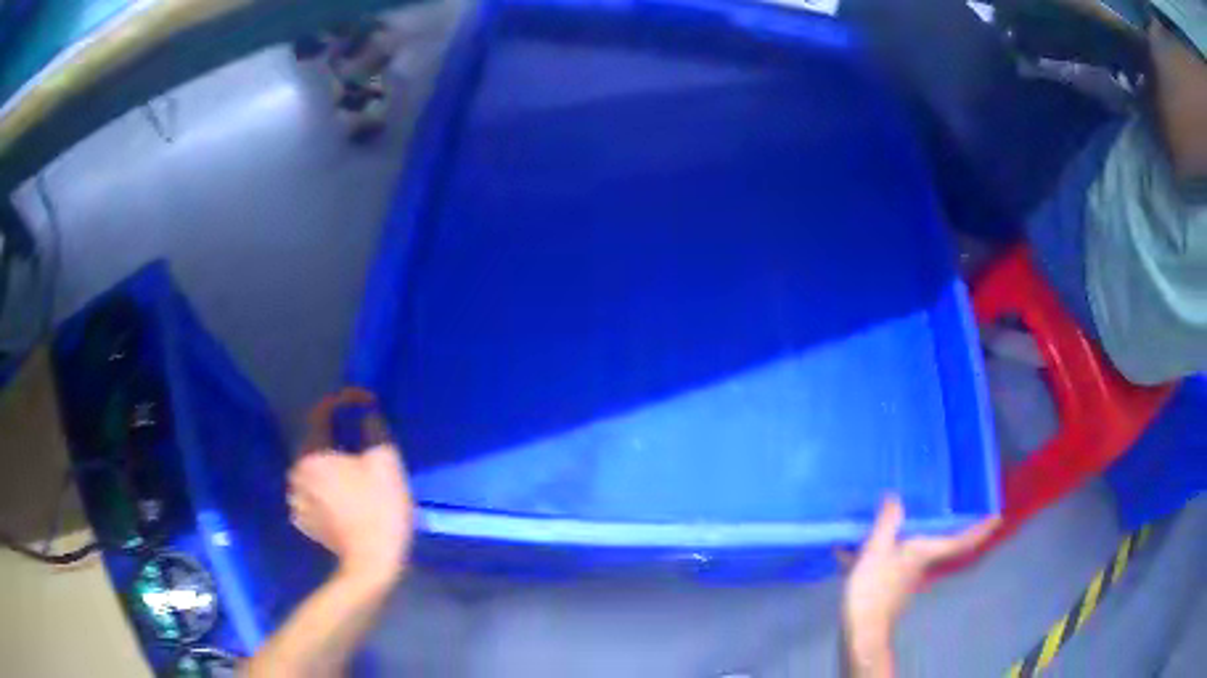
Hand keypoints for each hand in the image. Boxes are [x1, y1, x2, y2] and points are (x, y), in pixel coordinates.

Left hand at [288, 389, 413, 586]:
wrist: (372, 563)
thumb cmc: (379, 509)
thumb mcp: (385, 461)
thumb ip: (374, 428)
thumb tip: (367, 412)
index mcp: (311, 455)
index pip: (321, 413)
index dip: (343, 401)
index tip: (364, 402)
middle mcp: (296, 473)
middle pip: (315, 442)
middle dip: (337, 436)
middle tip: (361, 440)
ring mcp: (297, 500)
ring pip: (312, 469)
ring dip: (330, 463)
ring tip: (353, 470)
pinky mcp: (304, 521)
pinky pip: (312, 492)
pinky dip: (325, 487)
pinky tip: (344, 496)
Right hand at [840, 496, 998, 665]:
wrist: (861, 629)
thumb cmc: (874, 589)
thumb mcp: (877, 550)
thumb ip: (887, 523)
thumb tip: (895, 498)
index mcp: (924, 552)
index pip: (961, 540)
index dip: (980, 529)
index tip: (997, 517)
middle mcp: (921, 564)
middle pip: (940, 545)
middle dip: (949, 530)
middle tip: (958, 511)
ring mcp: (905, 577)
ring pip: (910, 552)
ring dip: (902, 538)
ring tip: (884, 522)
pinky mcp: (888, 587)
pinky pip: (888, 561)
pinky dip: (876, 553)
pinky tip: (849, 550)